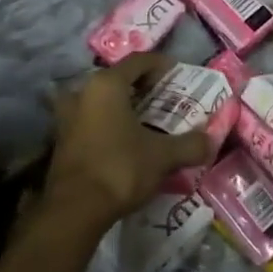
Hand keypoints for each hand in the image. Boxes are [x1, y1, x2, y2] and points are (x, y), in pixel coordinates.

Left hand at [42, 55, 209, 234]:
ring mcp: (68, 115)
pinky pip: (91, 119)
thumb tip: (210, 141)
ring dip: (123, 106)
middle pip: (119, 79)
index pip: (138, 61)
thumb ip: (189, 145)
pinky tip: (125, 141)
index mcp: (107, 84)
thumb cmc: (120, 169)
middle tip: (165, 99)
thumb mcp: (162, 157)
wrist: (74, 210)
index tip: (177, 73)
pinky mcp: (62, 139)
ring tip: (146, 120)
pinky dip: (109, 123)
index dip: (160, 64)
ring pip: (102, 100)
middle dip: (143, 87)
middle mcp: (83, 91)